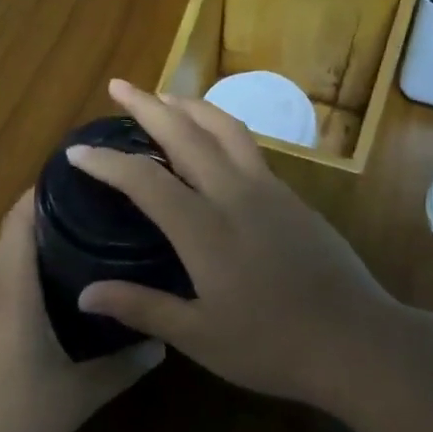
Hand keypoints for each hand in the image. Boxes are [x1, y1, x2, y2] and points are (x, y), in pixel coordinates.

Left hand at [0, 190, 163, 431]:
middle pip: (16, 226)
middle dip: (56, 209)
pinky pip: (2, 276)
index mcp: (11, 287)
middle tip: (106, 208)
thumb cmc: (9, 416)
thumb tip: (162, 342)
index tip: (91, 177)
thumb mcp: (77, 395)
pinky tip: (60, 287)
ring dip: (41, 239)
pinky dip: (28, 266)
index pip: (22, 215)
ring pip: (8, 252)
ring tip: (91, 239)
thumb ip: (122, 367)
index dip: (51, 187)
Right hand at [67, 80, 409, 409]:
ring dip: (190, 106)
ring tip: (165, 96)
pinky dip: (220, 128)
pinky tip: (213, 139)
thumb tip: (85, 295)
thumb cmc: (273, 346)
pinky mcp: (293, 197)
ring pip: (225, 129)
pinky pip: (248, 146)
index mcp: (205, 229)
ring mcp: (269, 190)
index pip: (145, 180)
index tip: (77, 150)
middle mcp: (235, 195)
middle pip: (186, 134)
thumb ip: (142, 308)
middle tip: (119, 85)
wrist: (356, 339)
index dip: (107, 162)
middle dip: (148, 106)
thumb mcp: (200, 336)